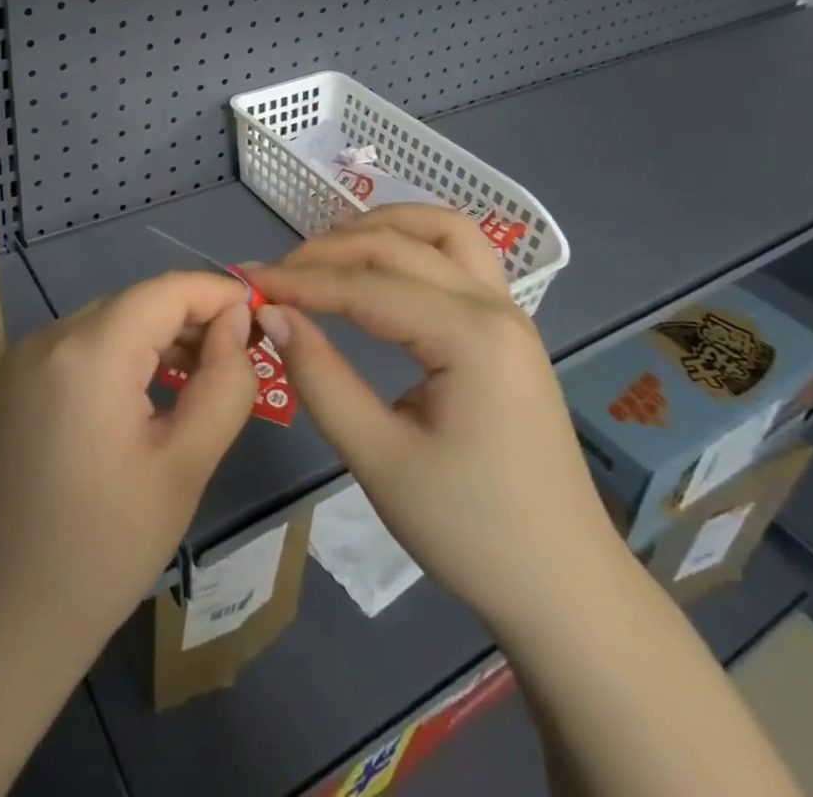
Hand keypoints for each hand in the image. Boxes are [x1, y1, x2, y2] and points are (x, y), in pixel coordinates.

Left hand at [0, 272, 260, 644]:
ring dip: (161, 335)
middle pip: (137, 302)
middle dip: (193, 317)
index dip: (217, 293)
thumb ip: (224, 383)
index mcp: (88, 352)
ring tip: (206, 373)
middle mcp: (50, 337)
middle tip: (241, 354)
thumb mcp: (185, 466)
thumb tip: (237, 323)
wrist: (8, 614)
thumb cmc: (107, 547)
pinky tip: (155, 387)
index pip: (166, 290)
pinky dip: (126, 352)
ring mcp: (27, 357)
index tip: (261, 317)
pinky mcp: (19, 380)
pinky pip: (85, 344)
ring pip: (112, 320)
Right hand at [248, 205, 620, 627]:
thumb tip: (271, 313)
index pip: (365, 286)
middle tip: (276, 277)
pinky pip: (460, 254)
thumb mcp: (379, 458)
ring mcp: (508, 310)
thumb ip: (320, 376)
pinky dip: (413, 242)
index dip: (300, 281)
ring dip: (380, 227)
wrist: (564, 586)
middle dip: (328, 252)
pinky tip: (381, 266)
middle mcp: (493, 304)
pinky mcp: (508, 326)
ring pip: (441, 228)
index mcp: (468, 335)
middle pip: (397, 244)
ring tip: (328, 254)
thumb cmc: (471, 530)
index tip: (248, 283)